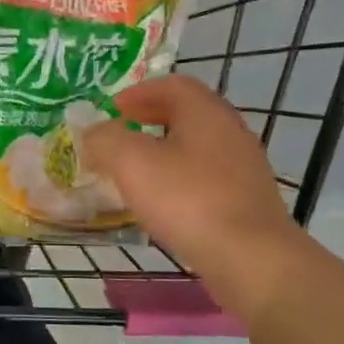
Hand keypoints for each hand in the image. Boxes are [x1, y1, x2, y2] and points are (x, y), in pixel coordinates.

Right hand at [82, 77, 307, 320]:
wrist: (250, 258)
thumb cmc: (188, 200)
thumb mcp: (131, 162)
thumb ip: (105, 140)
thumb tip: (93, 133)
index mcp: (206, 113)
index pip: (172, 85)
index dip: (138, 92)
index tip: (112, 109)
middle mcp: (230, 132)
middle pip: (187, 114)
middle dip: (149, 121)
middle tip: (119, 135)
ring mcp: (244, 168)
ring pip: (196, 148)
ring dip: (163, 152)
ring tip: (134, 171)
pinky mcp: (246, 201)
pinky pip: (206, 178)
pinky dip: (179, 179)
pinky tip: (162, 203)